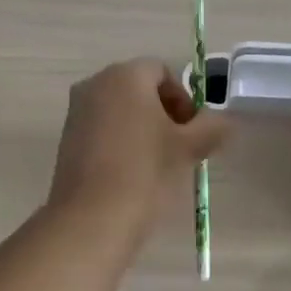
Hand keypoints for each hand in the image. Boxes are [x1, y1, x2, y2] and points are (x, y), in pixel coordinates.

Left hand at [48, 59, 229, 217]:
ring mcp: (77, 111)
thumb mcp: (189, 148)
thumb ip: (212, 127)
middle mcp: (95, 84)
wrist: (92, 218)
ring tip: (158, 163)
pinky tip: (132, 172)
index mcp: (125, 75)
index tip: (193, 131)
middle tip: (181, 146)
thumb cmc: (145, 172)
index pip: (162, 72)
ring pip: (120, 109)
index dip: (183, 98)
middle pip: (139, 88)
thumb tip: (224, 121)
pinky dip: (121, 141)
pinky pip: (102, 128)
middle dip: (164, 112)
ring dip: (143, 127)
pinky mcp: (67, 138)